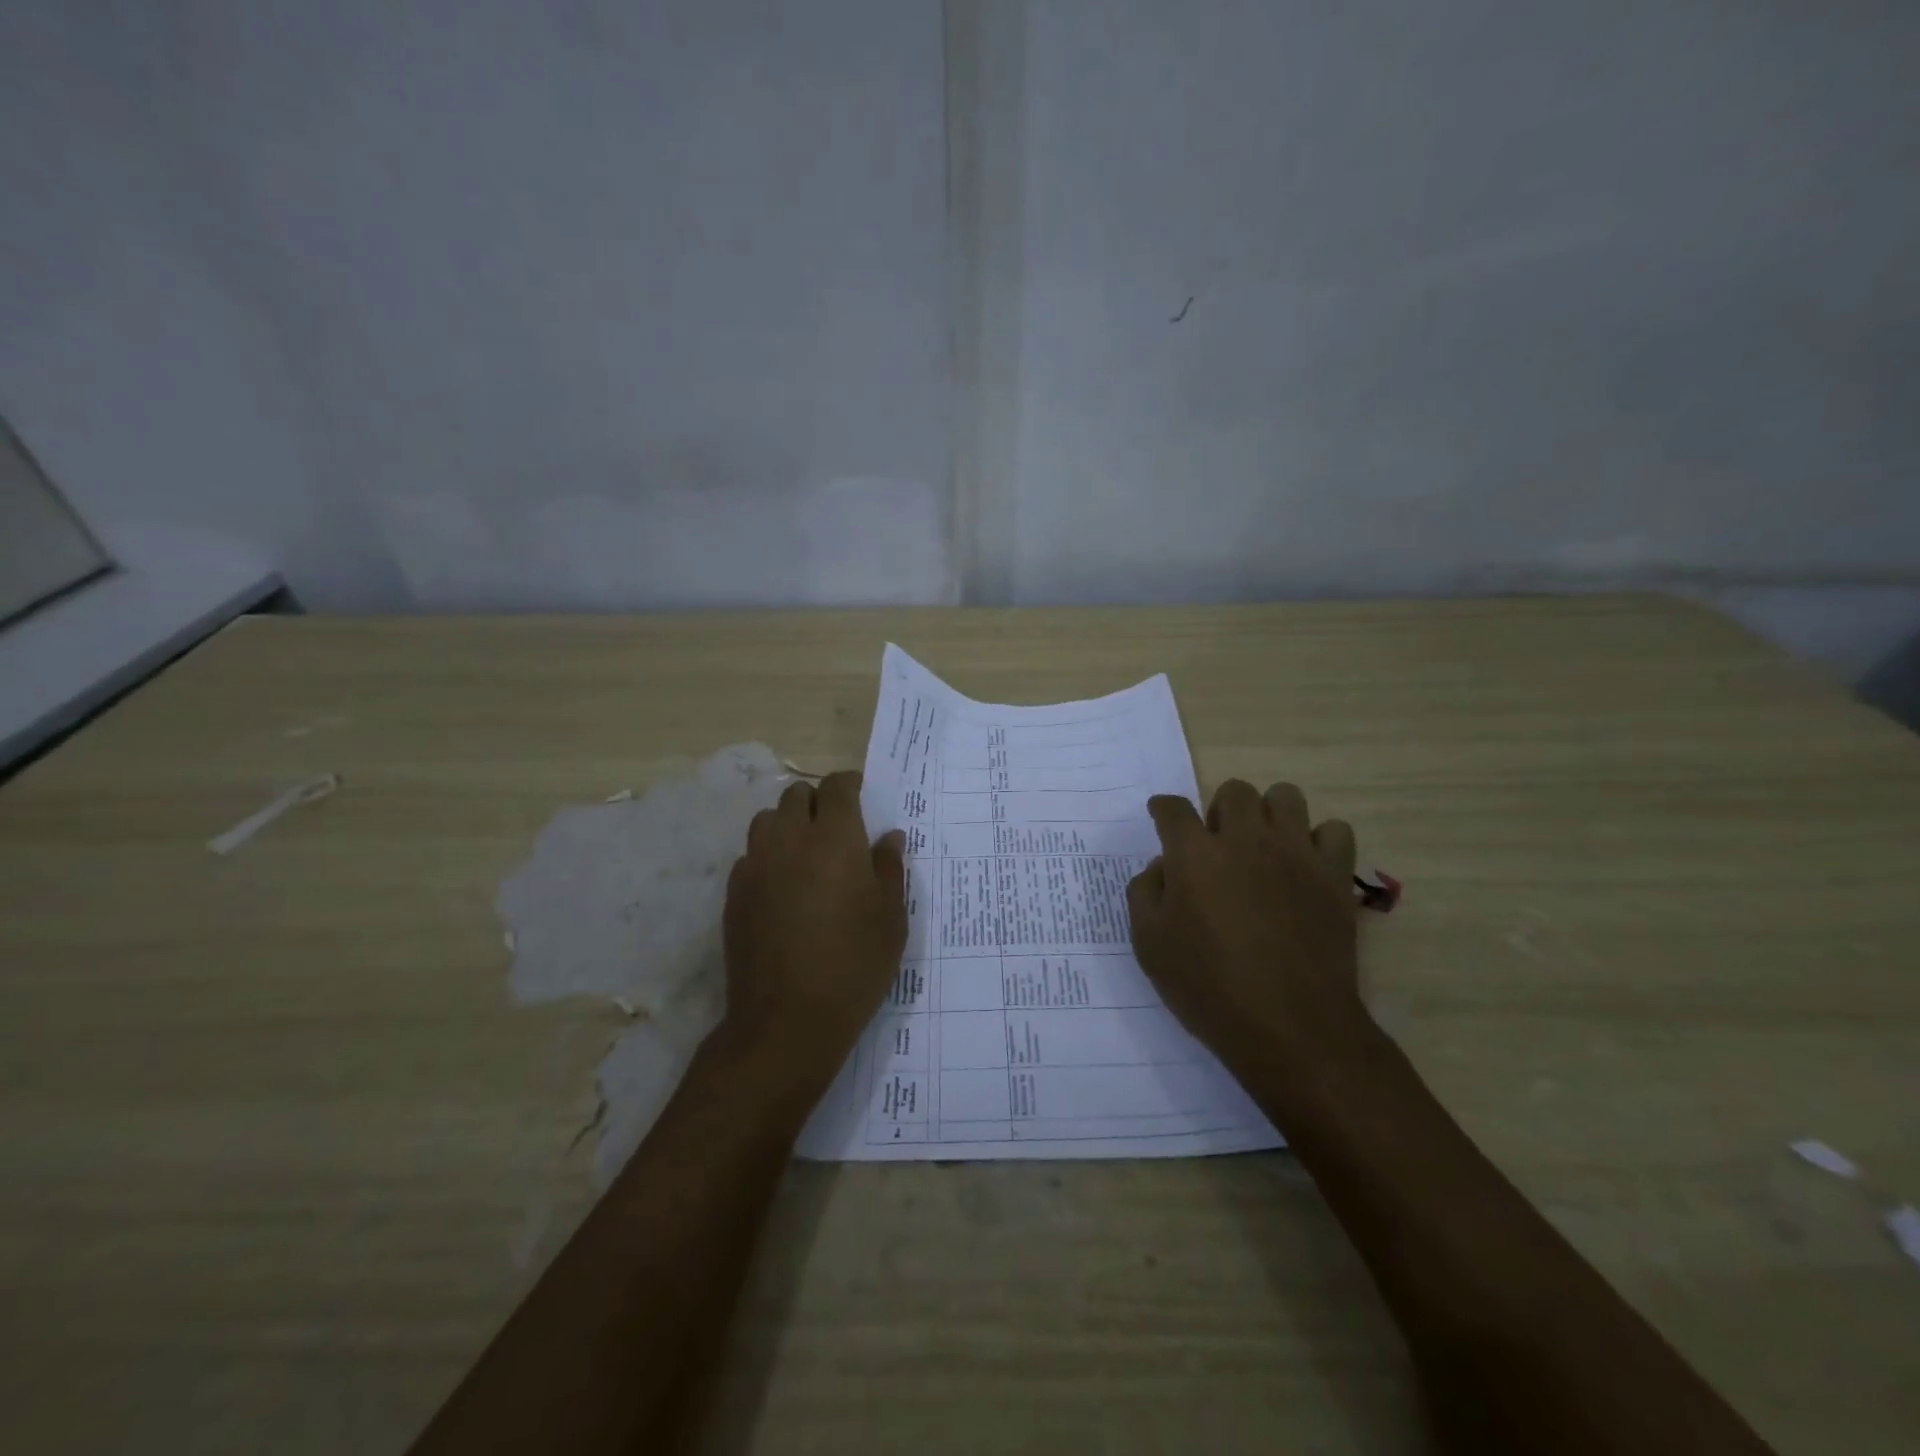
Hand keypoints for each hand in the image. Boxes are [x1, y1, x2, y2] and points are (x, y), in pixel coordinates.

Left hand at [721, 771, 906, 1099]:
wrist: (786, 1021)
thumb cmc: (854, 966)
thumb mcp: (891, 919)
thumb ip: (890, 869)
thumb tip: (888, 836)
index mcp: (835, 839)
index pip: (836, 786)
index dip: (850, 784)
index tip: (861, 795)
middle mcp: (790, 841)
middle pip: (796, 795)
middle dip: (818, 801)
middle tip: (838, 828)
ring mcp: (756, 866)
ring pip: (767, 820)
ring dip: (788, 824)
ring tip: (807, 852)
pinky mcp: (734, 893)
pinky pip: (751, 855)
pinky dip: (769, 856)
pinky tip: (784, 888)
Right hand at [1127, 780, 1366, 1088]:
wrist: (1290, 1026)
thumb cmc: (1209, 987)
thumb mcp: (1149, 945)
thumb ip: (1145, 893)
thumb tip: (1162, 867)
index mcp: (1194, 854)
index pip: (1172, 808)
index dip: (1162, 809)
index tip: (1161, 817)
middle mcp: (1245, 839)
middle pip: (1234, 791)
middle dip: (1219, 809)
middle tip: (1217, 843)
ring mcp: (1295, 853)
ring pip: (1285, 796)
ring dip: (1269, 813)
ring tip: (1263, 845)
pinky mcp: (1334, 874)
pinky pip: (1335, 830)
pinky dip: (1319, 840)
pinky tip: (1305, 865)